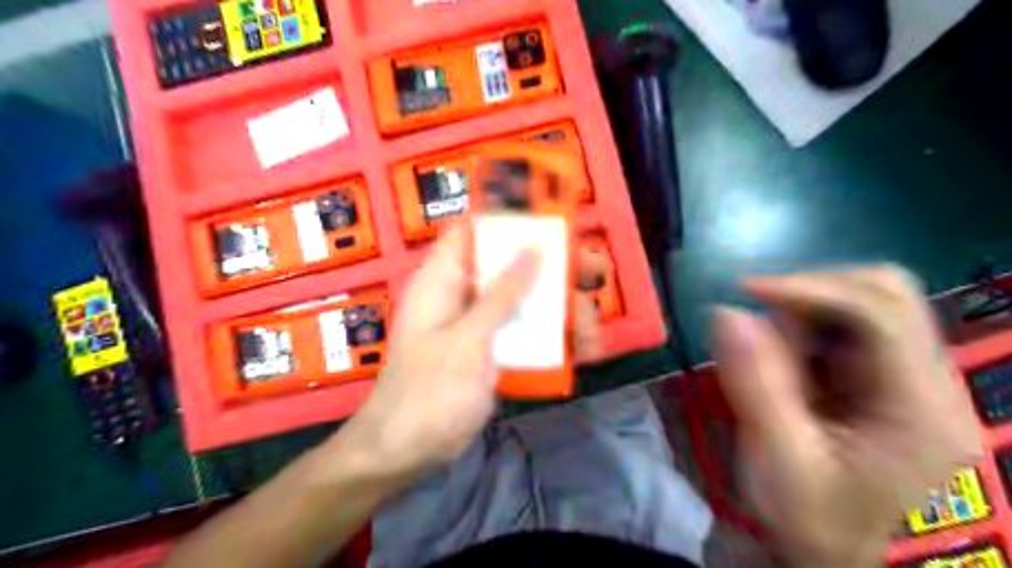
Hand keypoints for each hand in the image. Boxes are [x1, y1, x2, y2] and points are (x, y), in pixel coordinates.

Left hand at [345, 224, 603, 486]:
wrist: (407, 452)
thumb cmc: (429, 393)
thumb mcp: (468, 340)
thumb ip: (501, 294)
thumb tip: (534, 246)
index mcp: (444, 279)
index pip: (474, 229)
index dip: (510, 218)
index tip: (554, 221)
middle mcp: (462, 294)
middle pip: (511, 265)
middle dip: (553, 269)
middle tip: (594, 275)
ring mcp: (479, 324)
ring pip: (525, 301)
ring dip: (562, 312)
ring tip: (594, 334)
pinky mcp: (491, 350)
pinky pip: (525, 333)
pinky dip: (553, 340)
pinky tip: (581, 354)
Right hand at [711, 266, 980, 566]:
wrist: (839, 555)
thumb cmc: (814, 521)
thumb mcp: (779, 462)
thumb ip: (756, 386)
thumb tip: (725, 313)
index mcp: (920, 409)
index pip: (880, 311)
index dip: (810, 287)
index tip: (744, 291)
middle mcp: (929, 384)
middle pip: (881, 295)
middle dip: (809, 300)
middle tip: (762, 334)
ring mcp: (909, 380)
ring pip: (859, 309)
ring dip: (802, 322)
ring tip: (774, 370)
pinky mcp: (883, 380)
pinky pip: (844, 332)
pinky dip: (803, 337)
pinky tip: (787, 373)